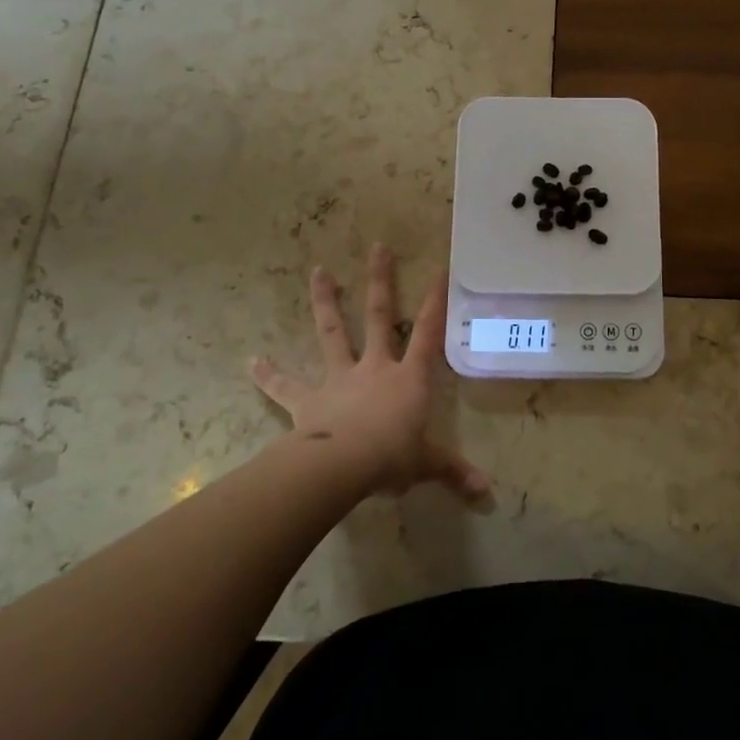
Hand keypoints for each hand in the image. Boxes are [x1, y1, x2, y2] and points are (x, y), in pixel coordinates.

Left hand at [251, 244, 489, 499]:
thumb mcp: (427, 464)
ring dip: (325, 301)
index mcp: (408, 377)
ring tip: (319, 271)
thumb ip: (454, 472)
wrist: (342, 466)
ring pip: (333, 333)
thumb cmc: (392, 458)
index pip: (428, 332)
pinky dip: (269, 375)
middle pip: (380, 316)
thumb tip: (487, 492)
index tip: (440, 269)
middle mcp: (375, 367)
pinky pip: (286, 386)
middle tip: (377, 247)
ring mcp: (339, 379)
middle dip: (380, 281)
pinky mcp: (308, 400)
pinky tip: (251, 362)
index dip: (436, 302)